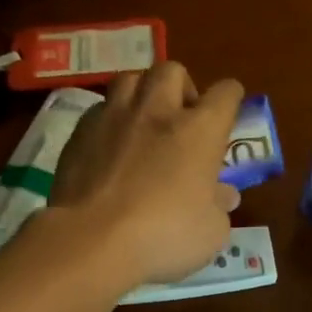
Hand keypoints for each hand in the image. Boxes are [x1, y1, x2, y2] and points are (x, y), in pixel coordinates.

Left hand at [48, 63, 244, 289]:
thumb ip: (218, 206)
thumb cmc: (164, 236)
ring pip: (129, 79)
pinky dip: (110, 121)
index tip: (229, 111)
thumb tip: (223, 195)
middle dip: (181, 87)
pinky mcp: (79, 133)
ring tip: (142, 121)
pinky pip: (99, 110)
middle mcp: (157, 111)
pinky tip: (110, 146)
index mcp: (200, 130)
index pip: (225, 93)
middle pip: (172, 71)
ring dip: (141, 94)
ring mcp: (113, 117)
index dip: (231, 98)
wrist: (91, 241)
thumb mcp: (210, 232)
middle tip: (181, 117)